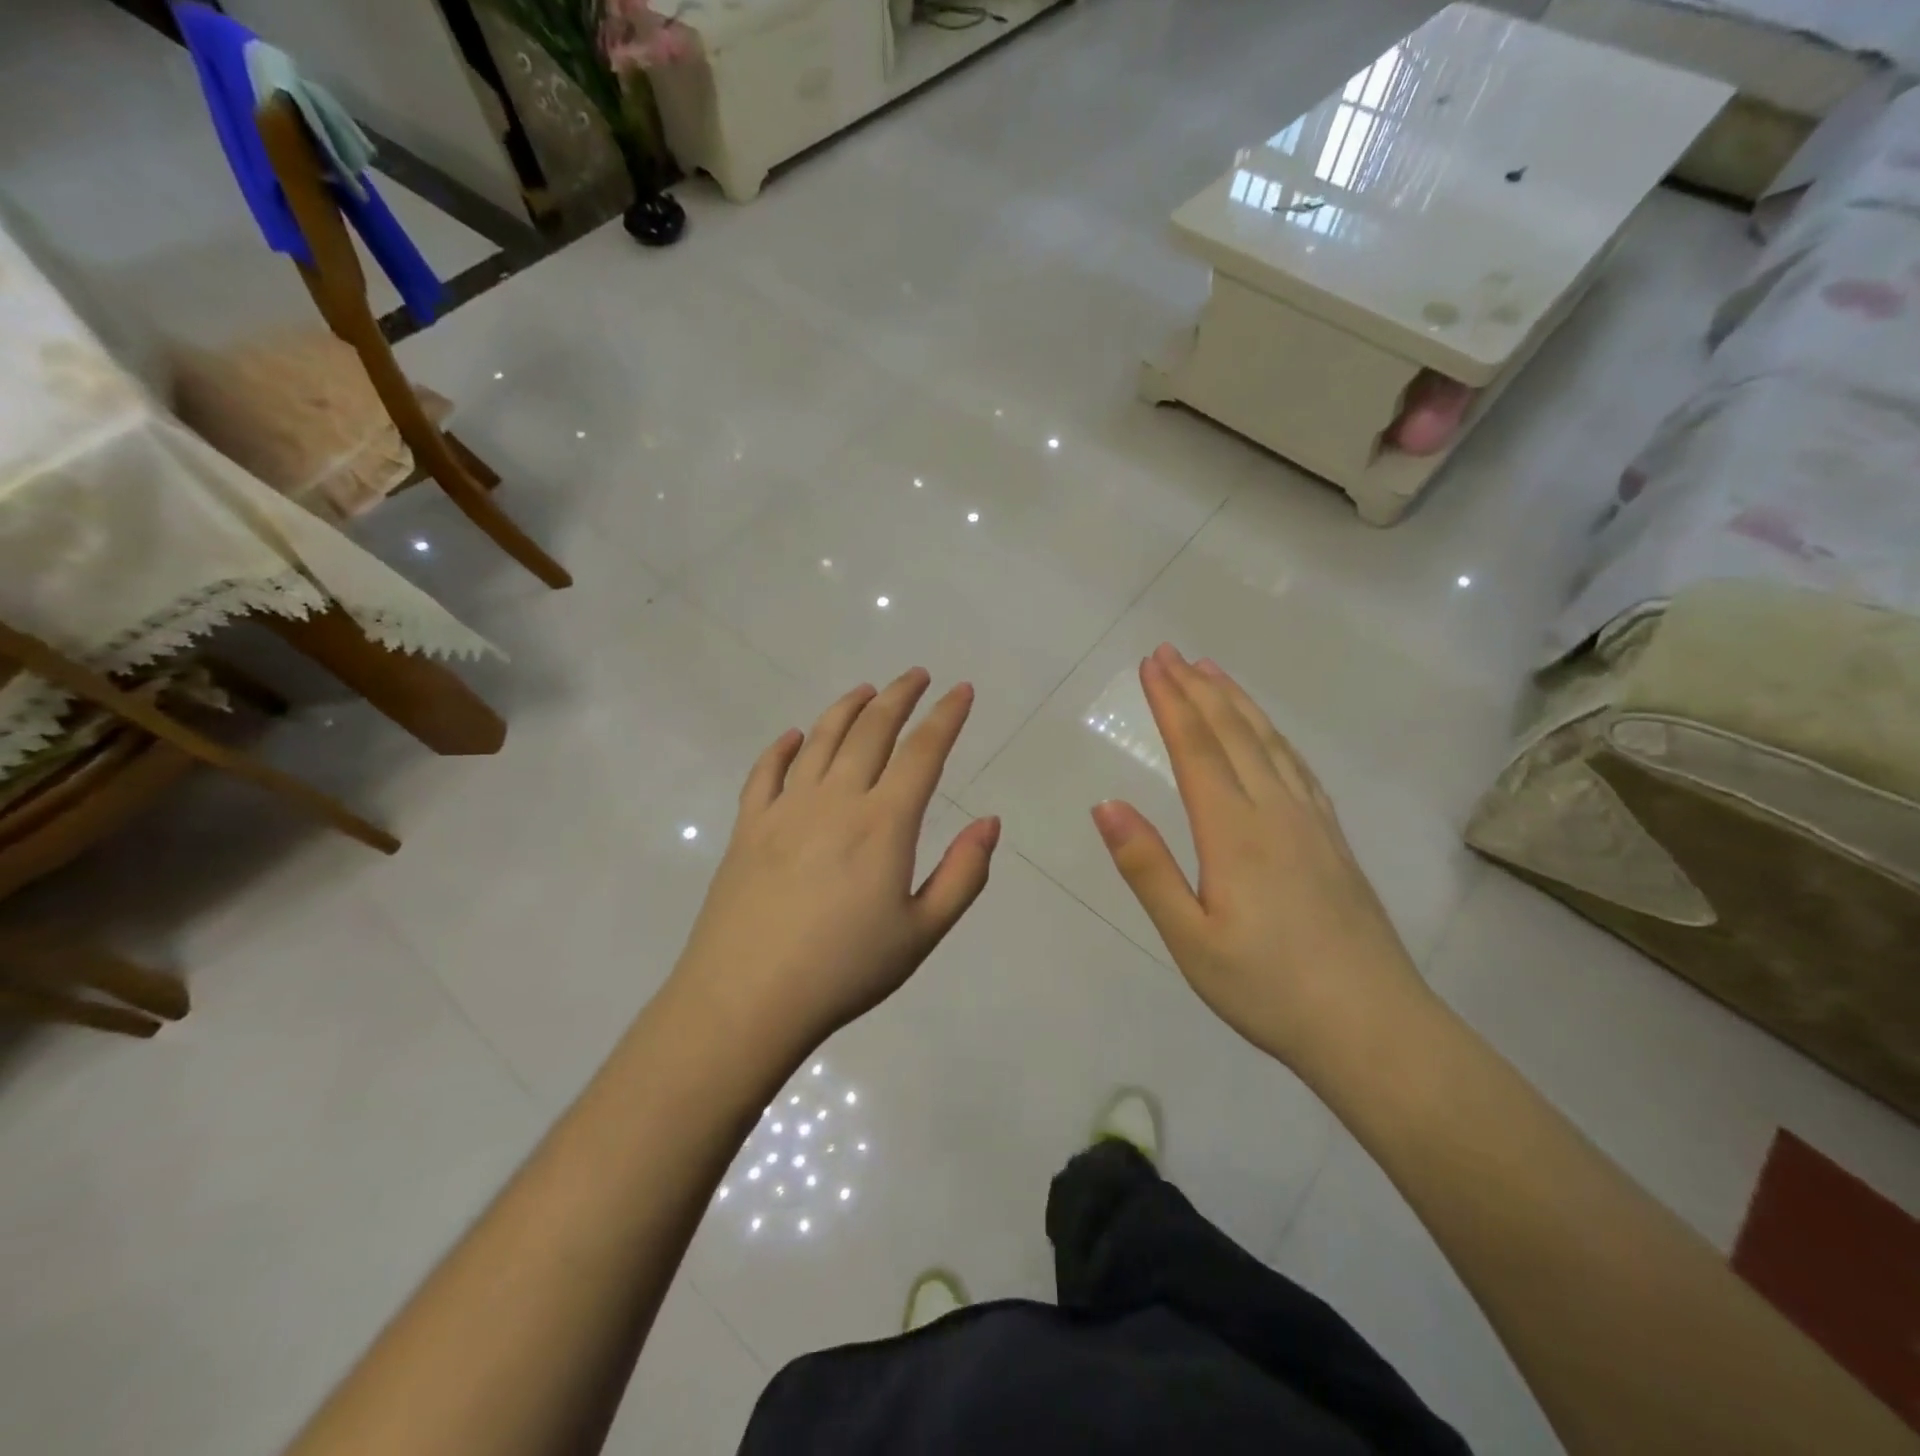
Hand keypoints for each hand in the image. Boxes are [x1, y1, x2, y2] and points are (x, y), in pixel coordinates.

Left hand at [668, 669, 1000, 1058]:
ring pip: (820, 739)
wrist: (746, 1000)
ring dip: (847, 708)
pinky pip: (765, 771)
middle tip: (917, 675)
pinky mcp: (748, 826)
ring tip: (866, 690)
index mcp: (883, 824)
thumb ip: (964, 875)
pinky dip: (782, 747)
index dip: (946, 717)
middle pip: (871, 730)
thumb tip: (990, 822)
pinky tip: (793, 736)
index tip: (961, 691)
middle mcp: (835, 800)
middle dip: (899, 696)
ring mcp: (785, 809)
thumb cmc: (844, 970)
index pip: (922, 752)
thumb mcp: (922, 933)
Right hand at [1091, 645, 1429, 1075]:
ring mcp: (1312, 823)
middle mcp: (1276, 811)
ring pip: (1271, 744)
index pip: (1196, 749)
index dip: (1171, 702)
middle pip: (1233, 734)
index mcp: (1235, 831)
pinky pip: (1300, 768)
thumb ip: (1147, 868)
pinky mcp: (1334, 840)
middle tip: (1171, 651)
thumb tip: (1105, 804)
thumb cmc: (1267, 989)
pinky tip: (1271, 736)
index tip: (1150, 664)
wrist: (1374, 1028)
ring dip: (1238, 703)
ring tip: (1214, 673)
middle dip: (1198, 688)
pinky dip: (1276, 737)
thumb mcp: (1190, 939)